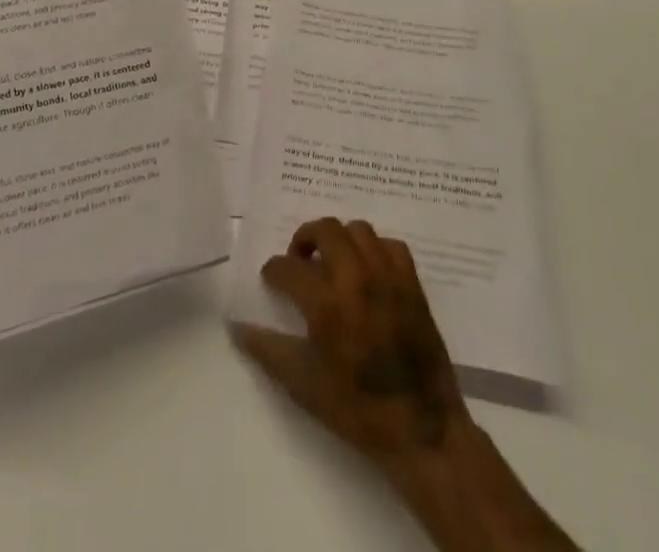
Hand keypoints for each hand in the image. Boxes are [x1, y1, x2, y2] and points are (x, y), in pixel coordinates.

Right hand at [232, 218, 471, 474]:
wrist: (421, 429)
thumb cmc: (357, 409)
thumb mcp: (303, 385)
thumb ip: (267, 349)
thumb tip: (237, 327)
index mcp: (326, 303)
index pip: (288, 266)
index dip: (273, 271)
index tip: (271, 280)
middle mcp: (356, 278)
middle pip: (325, 228)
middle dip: (305, 238)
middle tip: (300, 259)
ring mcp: (388, 277)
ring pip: (359, 229)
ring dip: (340, 239)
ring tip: (333, 260)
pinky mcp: (412, 284)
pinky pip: (391, 245)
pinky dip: (375, 249)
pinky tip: (368, 269)